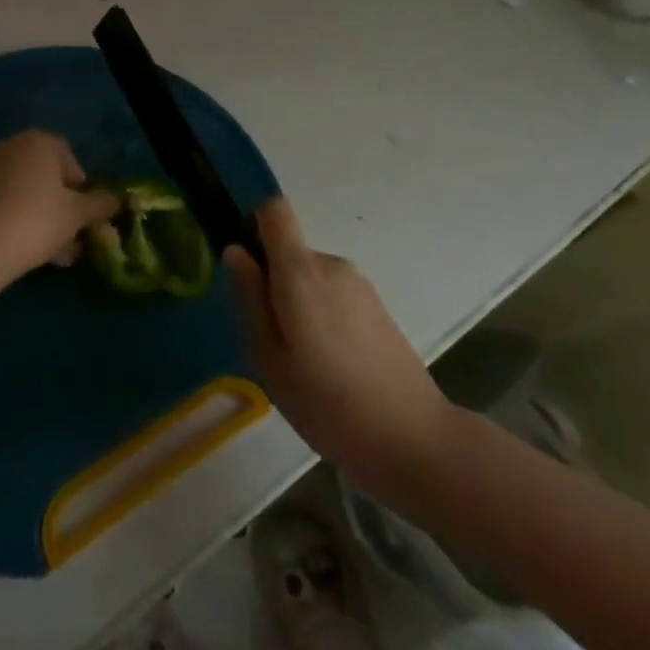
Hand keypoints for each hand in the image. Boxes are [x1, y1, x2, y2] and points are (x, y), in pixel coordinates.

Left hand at [0, 131, 119, 286]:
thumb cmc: (36, 221)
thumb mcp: (76, 215)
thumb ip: (100, 204)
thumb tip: (116, 200)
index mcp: (40, 141)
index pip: (70, 159)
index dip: (81, 189)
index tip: (84, 216)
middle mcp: (13, 146)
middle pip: (48, 177)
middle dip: (63, 208)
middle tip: (73, 239)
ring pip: (28, 194)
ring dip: (45, 219)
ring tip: (56, 256)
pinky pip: (7, 203)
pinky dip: (20, 221)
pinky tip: (30, 253)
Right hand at [224, 198, 450, 495]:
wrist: (413, 439)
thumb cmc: (328, 404)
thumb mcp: (270, 358)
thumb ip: (250, 298)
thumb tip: (235, 251)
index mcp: (301, 272)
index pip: (274, 210)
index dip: (254, 223)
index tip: (246, 265)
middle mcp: (331, 265)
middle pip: (289, 251)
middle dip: (273, 283)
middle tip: (272, 341)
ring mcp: (358, 284)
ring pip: (310, 276)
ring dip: (298, 304)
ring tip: (303, 362)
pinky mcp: (376, 305)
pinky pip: (333, 293)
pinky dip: (322, 316)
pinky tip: (332, 366)